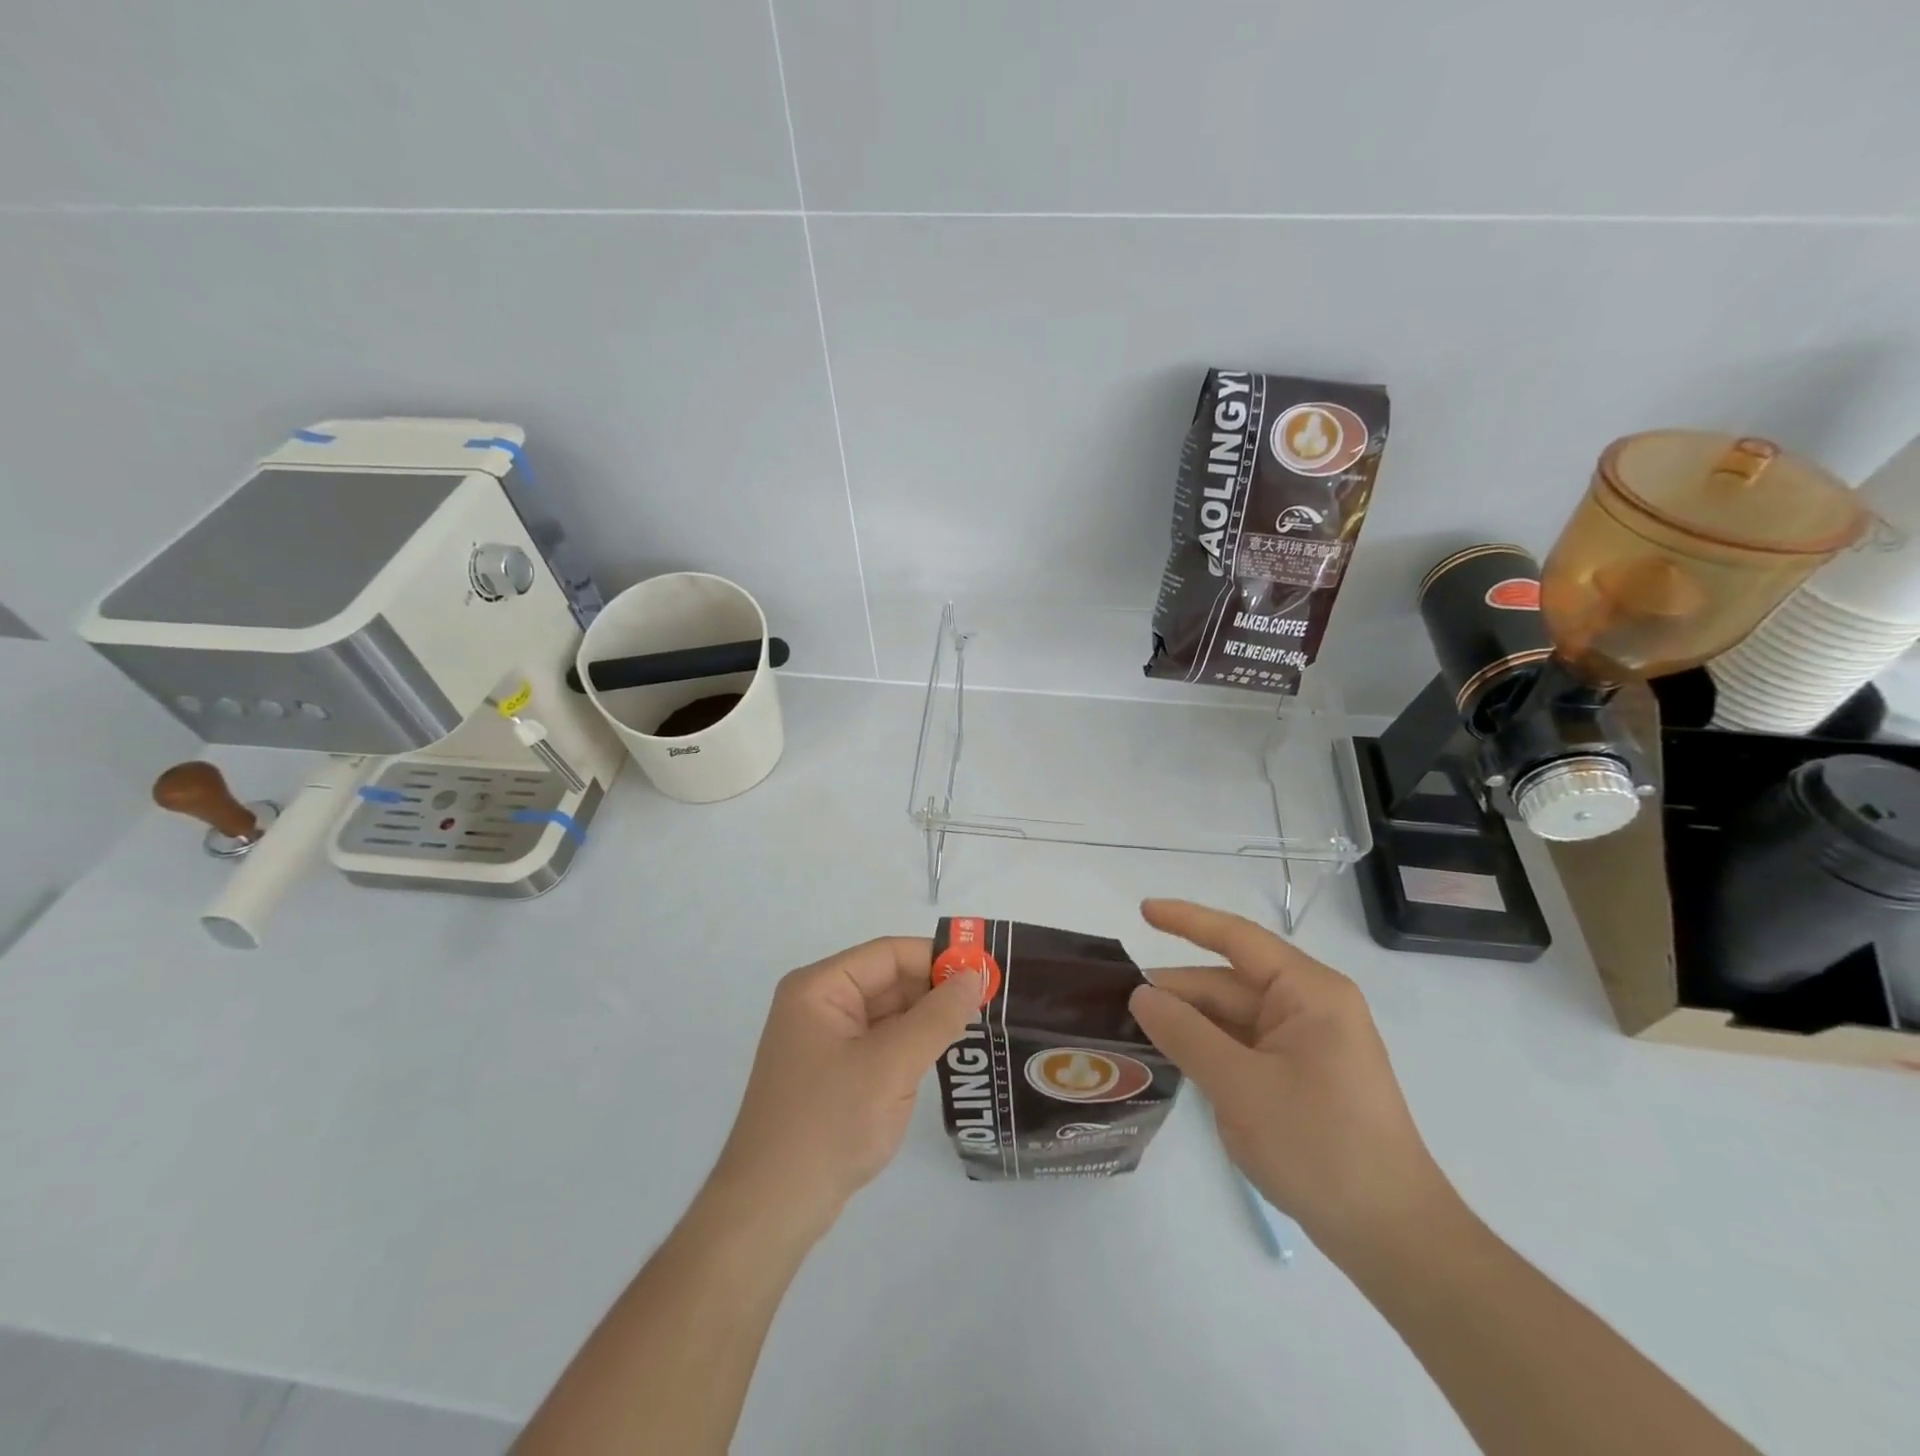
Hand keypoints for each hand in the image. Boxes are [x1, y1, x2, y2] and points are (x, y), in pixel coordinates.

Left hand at [709, 937, 984, 1237]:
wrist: (771, 1209)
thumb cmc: (829, 1123)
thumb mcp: (891, 1065)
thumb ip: (937, 1017)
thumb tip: (974, 976)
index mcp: (820, 988)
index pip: (889, 954)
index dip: (938, 957)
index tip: (986, 971)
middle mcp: (818, 1004)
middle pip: (888, 980)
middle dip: (936, 989)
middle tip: (991, 1001)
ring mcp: (824, 1041)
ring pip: (888, 1013)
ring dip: (928, 1018)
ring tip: (980, 1024)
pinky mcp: (833, 1073)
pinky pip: (880, 1043)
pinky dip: (912, 1045)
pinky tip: (945, 1053)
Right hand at [1129, 899, 1454, 1253]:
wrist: (1390, 1236)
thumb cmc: (1320, 1146)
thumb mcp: (1240, 1086)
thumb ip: (1185, 1033)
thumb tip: (1141, 995)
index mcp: (1308, 992)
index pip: (1237, 938)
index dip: (1186, 921)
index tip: (1142, 911)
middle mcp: (1309, 1007)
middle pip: (1228, 984)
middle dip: (1177, 990)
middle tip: (1115, 1001)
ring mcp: (1305, 1044)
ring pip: (1232, 1018)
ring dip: (1188, 1023)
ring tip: (1131, 1029)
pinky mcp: (1299, 1077)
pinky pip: (1243, 1046)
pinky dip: (1207, 1048)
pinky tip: (1170, 1057)